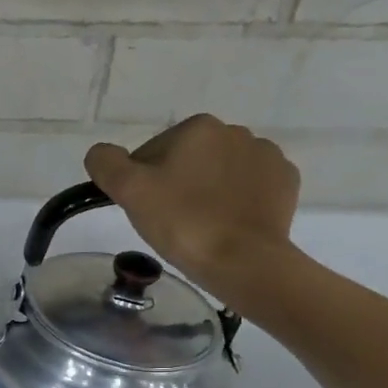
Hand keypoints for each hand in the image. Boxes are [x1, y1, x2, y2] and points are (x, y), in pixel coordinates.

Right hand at [85, 115, 300, 303]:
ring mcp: (267, 156)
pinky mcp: (286, 182)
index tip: (145, 209)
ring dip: (206, 190)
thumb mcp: (129, 191)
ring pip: (219, 172)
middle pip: (188, 159)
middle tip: (168, 220)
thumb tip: (100, 153)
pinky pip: (249, 186)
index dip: (142, 181)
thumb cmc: (182, 222)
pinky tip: (226, 223)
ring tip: (199, 224)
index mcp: (198, 127)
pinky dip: (236, 200)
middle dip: (176, 183)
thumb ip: (106, 163)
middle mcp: (236, 132)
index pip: (152, 152)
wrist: (243, 260)